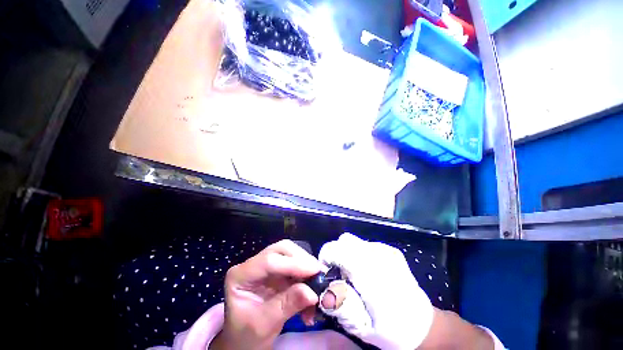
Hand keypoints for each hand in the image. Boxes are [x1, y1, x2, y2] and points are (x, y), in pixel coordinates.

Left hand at [210, 240, 324, 349]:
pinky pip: (296, 265)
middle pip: (281, 249)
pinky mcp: (277, 270)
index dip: (294, 264)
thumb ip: (287, 305)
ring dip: (306, 266)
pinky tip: (311, 290)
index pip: (269, 261)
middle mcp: (253, 264)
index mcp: (240, 275)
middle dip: (302, 259)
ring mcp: (266, 265)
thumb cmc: (247, 335)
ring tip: (316, 284)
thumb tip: (312, 292)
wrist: (245, 341)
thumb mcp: (265, 324)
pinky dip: (306, 275)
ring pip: (290, 254)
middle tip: (318, 273)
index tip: (315, 271)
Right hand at [319, 233, 433, 349]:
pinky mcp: (391, 250)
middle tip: (340, 274)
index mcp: (368, 271)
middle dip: (337, 254)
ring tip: (355, 274)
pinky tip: (369, 272)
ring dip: (349, 254)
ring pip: (355, 241)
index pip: (335, 248)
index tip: (326, 272)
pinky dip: (360, 254)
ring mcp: (386, 250)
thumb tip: (323, 287)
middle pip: (344, 240)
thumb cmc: (391, 330)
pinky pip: (366, 245)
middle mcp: (377, 254)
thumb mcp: (359, 325)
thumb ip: (337, 303)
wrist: (424, 326)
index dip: (326, 257)